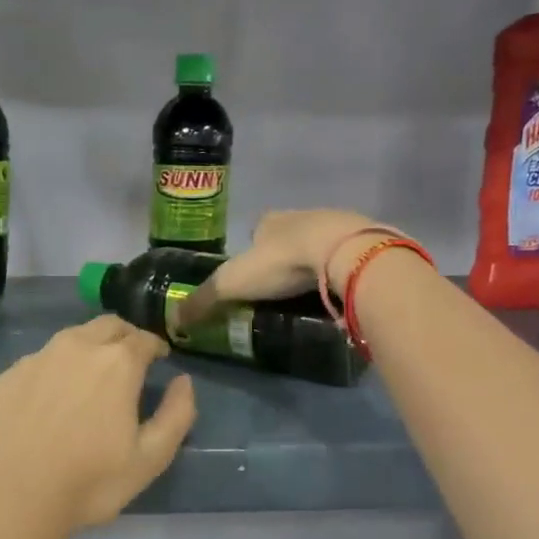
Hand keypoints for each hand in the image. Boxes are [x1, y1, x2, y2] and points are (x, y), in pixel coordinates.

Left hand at [0, 317, 196, 538]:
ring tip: (93, 374)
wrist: (9, 498)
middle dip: (125, 337)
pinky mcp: (9, 375)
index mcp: (117, 362)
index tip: (160, 358)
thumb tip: (183, 381)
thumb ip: (177, 414)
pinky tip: (54, 395)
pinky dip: (57, 366)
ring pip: (73, 337)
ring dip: (91, 346)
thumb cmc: (88, 483)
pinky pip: (42, 358)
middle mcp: (77, 347)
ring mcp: (38, 357)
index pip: (144, 338)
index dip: (156, 346)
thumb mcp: (150, 459)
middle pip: (108, 326)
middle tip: (131, 359)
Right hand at [174, 209, 391, 329]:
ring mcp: (339, 226)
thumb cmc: (282, 262)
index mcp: (271, 220)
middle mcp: (304, 216)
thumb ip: (203, 301)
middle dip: (285, 257)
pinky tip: (339, 293)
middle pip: (290, 236)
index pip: (258, 229)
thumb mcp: (232, 283)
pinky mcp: (366, 243)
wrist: (344, 253)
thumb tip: (172, 322)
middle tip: (281, 291)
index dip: (253, 250)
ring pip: (321, 244)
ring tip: (310, 296)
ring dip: (315, 263)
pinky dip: (341, 272)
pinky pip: (348, 257)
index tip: (253, 275)